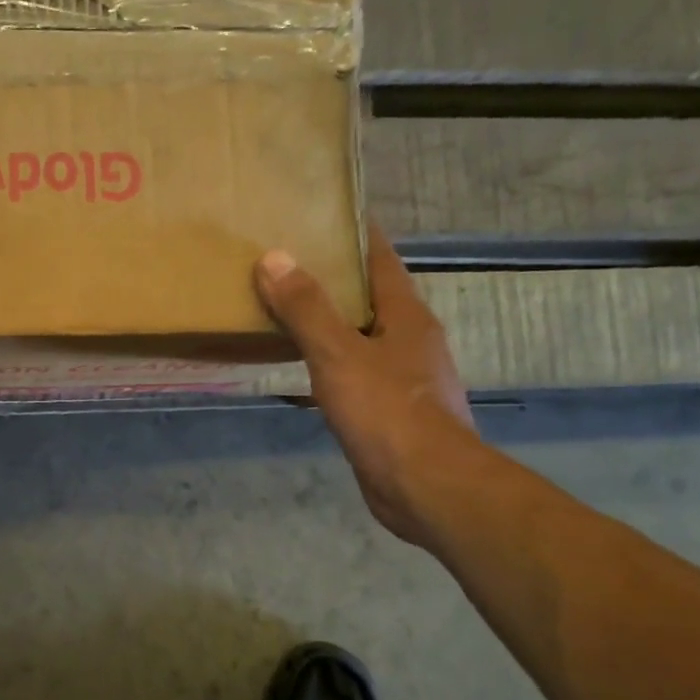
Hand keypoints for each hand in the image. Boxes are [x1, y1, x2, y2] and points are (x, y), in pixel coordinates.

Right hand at [256, 225, 479, 547]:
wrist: (425, 487)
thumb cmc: (387, 413)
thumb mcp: (339, 355)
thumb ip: (306, 309)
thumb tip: (274, 257)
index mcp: (406, 316)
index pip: (380, 259)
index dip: (354, 234)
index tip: (322, 212)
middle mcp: (409, 340)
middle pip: (370, 297)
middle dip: (334, 277)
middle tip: (286, 261)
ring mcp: (403, 378)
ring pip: (361, 336)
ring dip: (330, 321)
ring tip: (285, 309)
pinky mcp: (390, 411)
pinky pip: (354, 371)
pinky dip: (329, 360)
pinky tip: (303, 367)